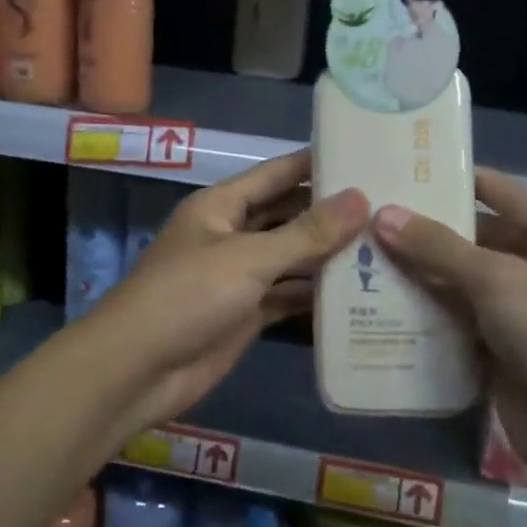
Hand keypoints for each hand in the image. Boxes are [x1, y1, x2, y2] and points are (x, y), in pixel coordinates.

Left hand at [85, 150, 368, 437]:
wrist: (137, 371)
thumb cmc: (187, 297)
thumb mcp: (249, 258)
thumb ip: (306, 232)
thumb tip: (360, 198)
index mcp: (222, 206)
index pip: (278, 173)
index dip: (317, 163)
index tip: (366, 154)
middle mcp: (232, 234)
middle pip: (288, 214)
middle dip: (330, 212)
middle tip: (388, 205)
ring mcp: (239, 276)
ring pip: (291, 257)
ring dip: (328, 254)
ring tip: (385, 245)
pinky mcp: (246, 314)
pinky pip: (288, 295)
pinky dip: (316, 294)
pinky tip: (358, 292)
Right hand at [372, 169, 526, 497]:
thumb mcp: (498, 280)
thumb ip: (438, 248)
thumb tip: (383, 214)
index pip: (500, 194)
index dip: (457, 180)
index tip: (405, 169)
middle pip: (474, 241)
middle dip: (425, 233)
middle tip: (368, 218)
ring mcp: (518, 315)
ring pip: (460, 285)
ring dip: (419, 276)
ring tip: (362, 257)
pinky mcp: (500, 354)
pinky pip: (456, 325)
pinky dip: (425, 318)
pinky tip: (379, 307)